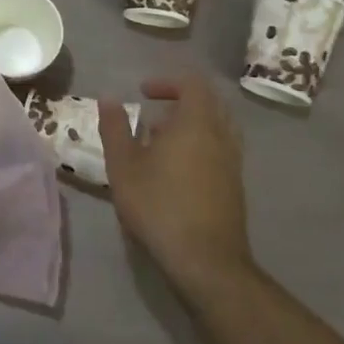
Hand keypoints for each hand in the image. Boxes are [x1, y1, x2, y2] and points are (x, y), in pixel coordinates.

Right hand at [100, 75, 255, 300]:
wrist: (205, 261)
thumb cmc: (159, 205)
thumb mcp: (123, 165)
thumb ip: (115, 128)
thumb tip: (108, 98)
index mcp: (196, 123)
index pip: (192, 83)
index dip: (167, 81)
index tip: (143, 93)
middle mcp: (221, 136)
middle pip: (209, 103)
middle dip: (180, 101)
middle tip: (153, 113)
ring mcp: (232, 163)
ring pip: (216, 128)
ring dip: (190, 125)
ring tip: (160, 141)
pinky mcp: (235, 187)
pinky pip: (219, 150)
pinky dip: (199, 146)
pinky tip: (174, 170)